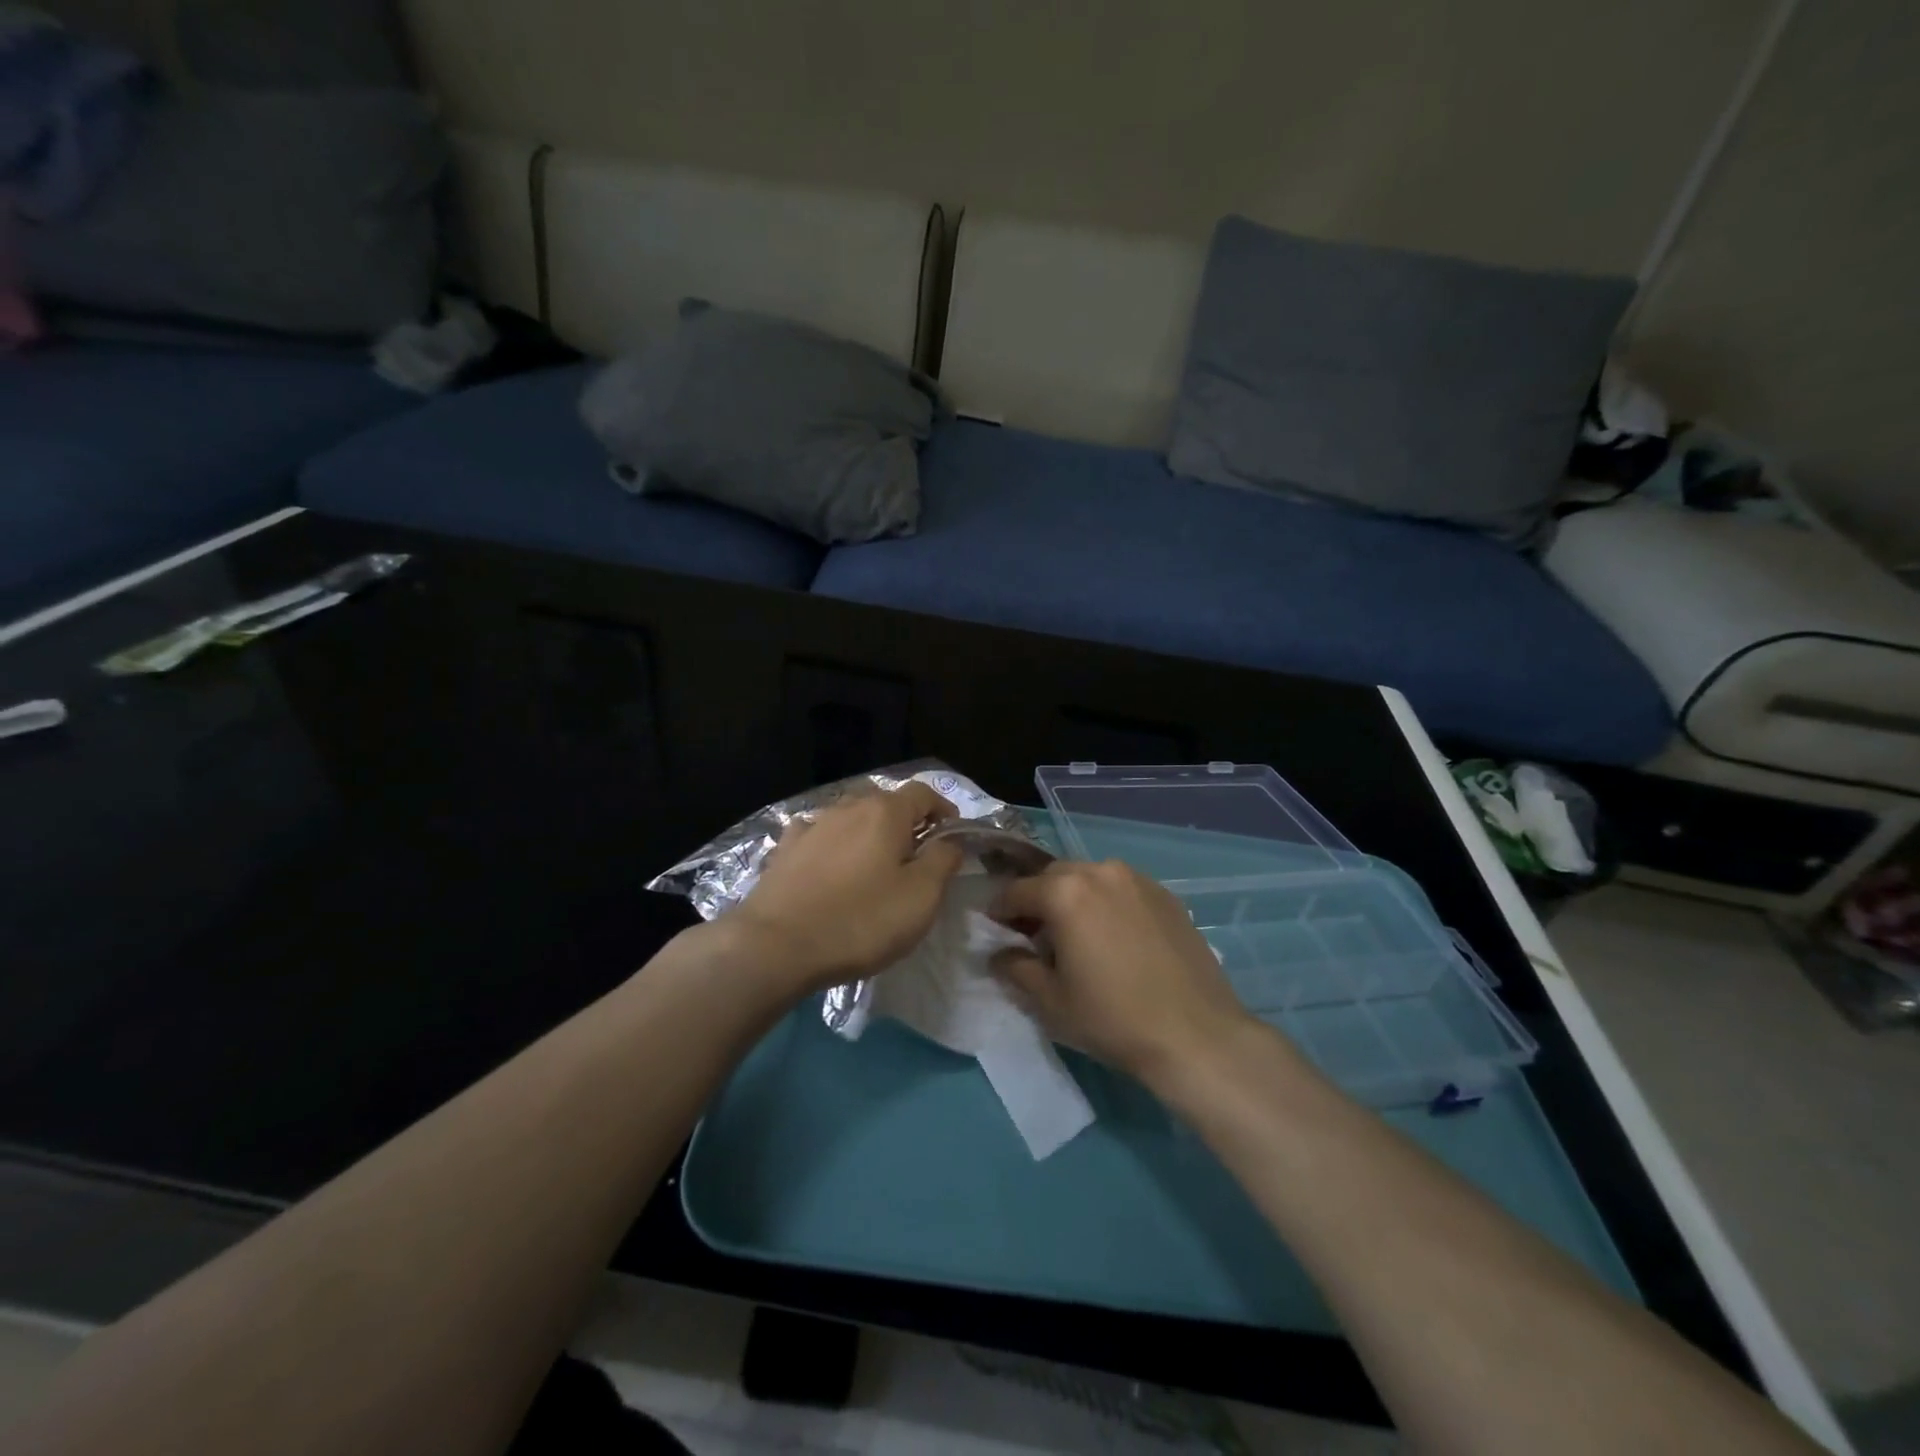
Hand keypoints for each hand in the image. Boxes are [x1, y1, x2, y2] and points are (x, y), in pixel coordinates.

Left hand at [729, 782, 963, 996]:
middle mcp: (847, 807)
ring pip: (850, 818)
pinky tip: (829, 867)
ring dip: (868, 835)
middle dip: (906, 823)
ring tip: (873, 867)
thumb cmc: (860, 920)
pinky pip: (818, 836)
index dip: (943, 809)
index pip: (924, 793)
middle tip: (916, 857)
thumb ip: (943, 861)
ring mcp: (812, 826)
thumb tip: (950, 841)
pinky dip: (832, 845)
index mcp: (885, 812)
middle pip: (886, 803)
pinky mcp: (785, 850)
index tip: (952, 836)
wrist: (776, 945)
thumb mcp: (920, 897)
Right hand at [993, 861, 1258, 1086]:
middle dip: (1038, 899)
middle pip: (1054, 877)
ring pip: (1090, 878)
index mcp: (1065, 892)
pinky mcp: (1166, 895)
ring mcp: (1138, 879)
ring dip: (1074, 898)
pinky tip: (1114, 938)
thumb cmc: (1112, 1018)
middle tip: (1035, 935)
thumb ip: (1016, 968)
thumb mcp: (1051, 1001)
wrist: (1196, 1034)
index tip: (994, 928)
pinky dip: (1107, 903)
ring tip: (1077, 935)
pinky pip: (1122, 889)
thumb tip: (1000, 954)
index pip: (1017, 891)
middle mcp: (1100, 872)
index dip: (1000, 910)